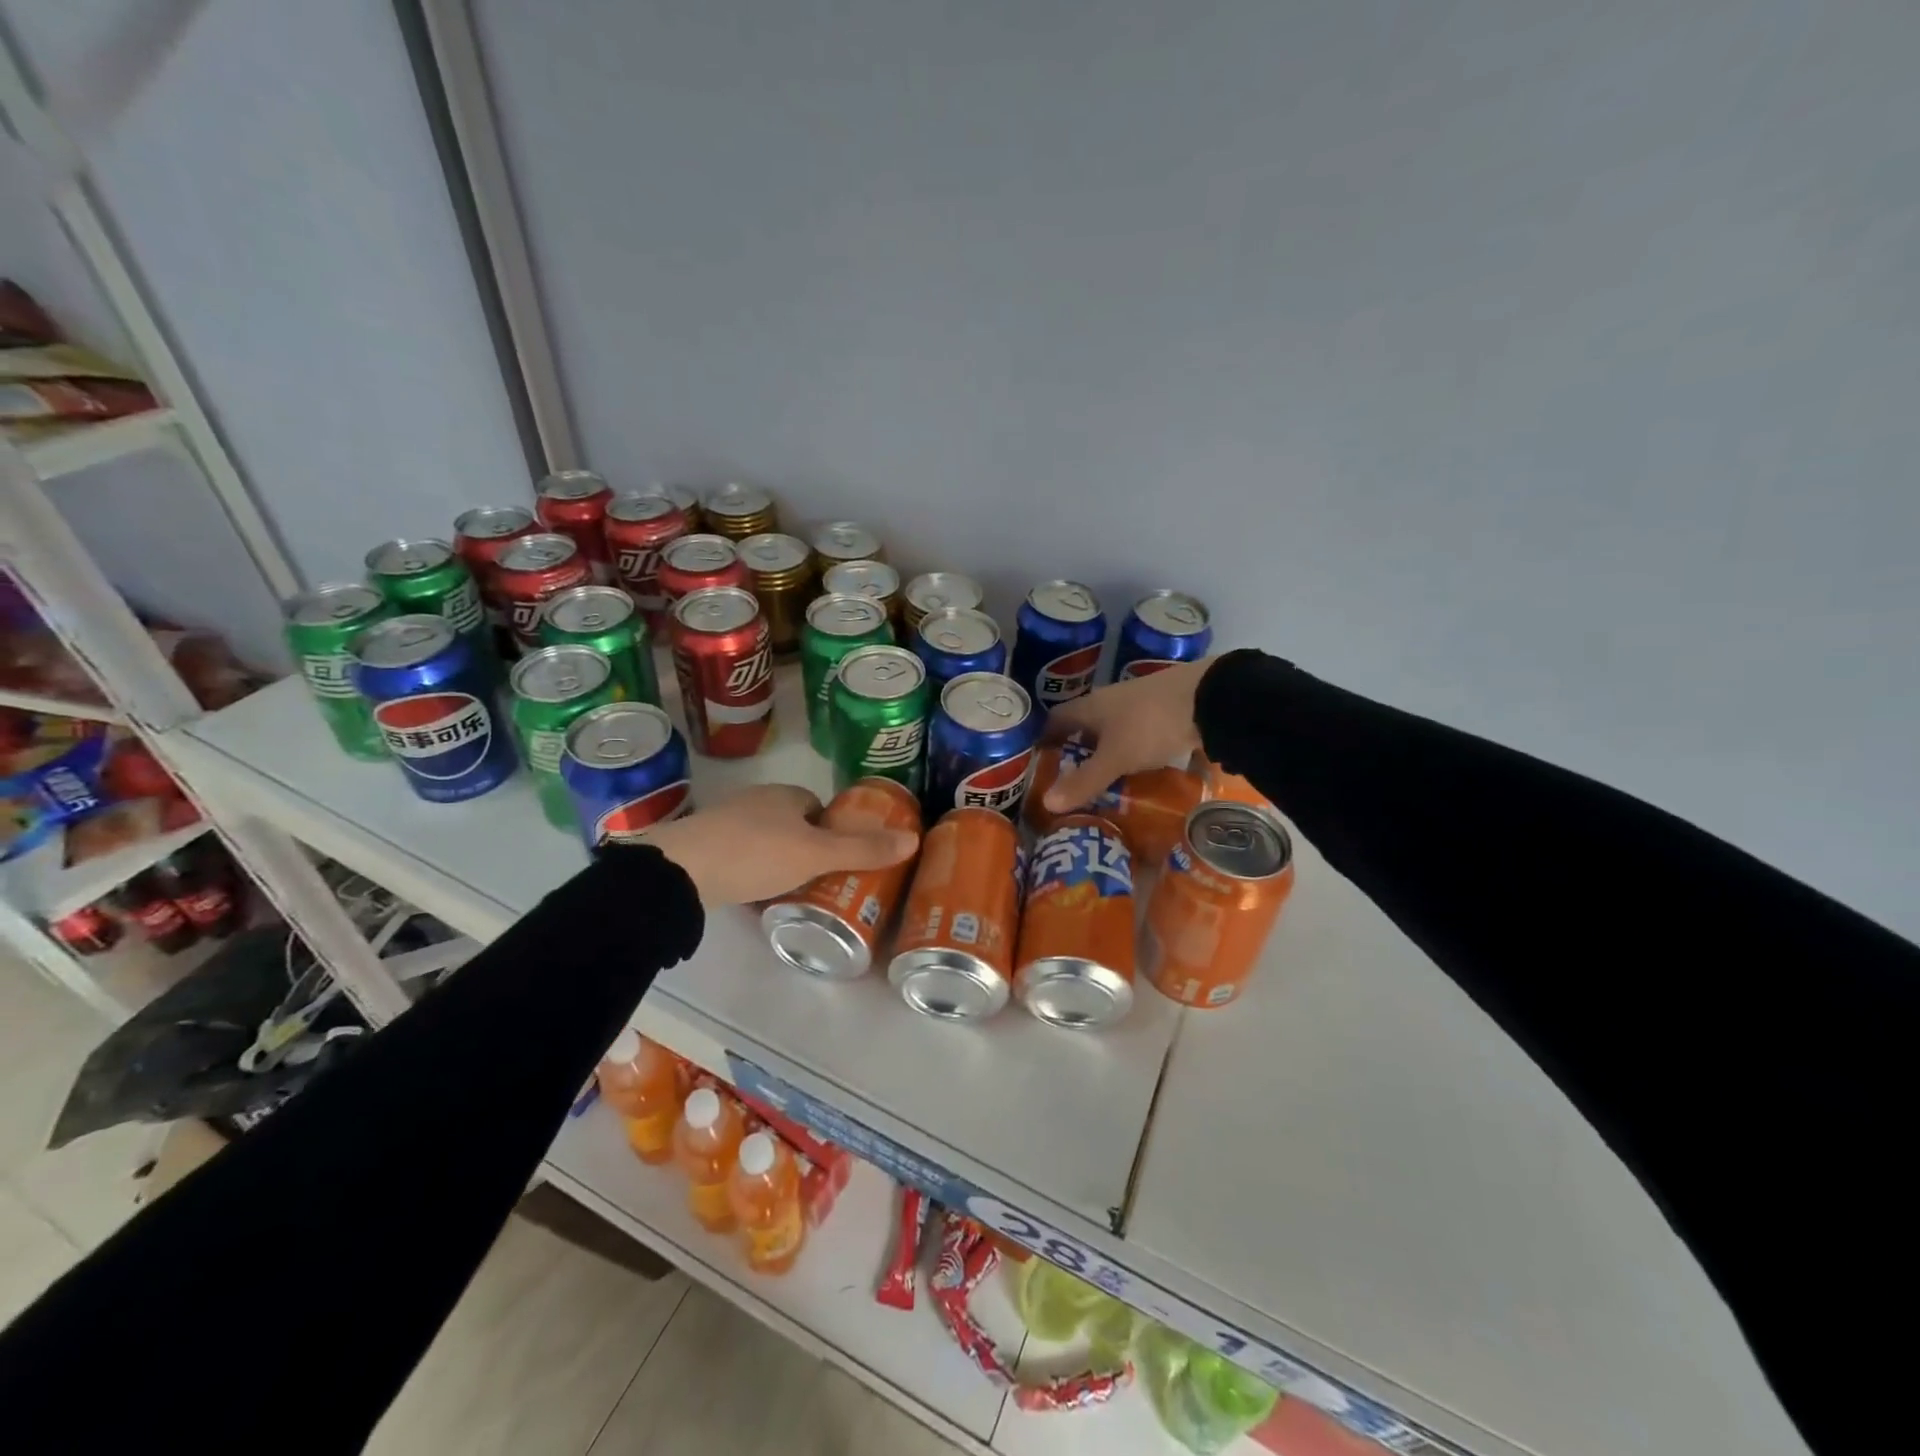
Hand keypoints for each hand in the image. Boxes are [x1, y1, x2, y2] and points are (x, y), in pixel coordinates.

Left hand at [643, 783, 918, 905]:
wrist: (680, 871)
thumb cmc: (756, 853)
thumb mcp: (816, 855)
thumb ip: (862, 850)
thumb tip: (914, 839)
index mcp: (785, 795)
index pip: (819, 806)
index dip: (834, 830)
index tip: (843, 860)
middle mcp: (756, 801)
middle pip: (793, 824)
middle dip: (808, 848)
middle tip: (823, 882)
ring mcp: (725, 823)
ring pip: (765, 841)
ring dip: (779, 861)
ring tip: (793, 893)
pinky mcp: (703, 847)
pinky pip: (739, 858)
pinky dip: (751, 874)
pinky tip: (755, 898)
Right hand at [1041, 658, 1212, 811]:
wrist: (1210, 698)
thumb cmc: (1151, 724)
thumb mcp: (1115, 758)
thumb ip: (1084, 781)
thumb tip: (1045, 804)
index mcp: (1091, 706)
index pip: (1057, 719)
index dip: (1046, 740)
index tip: (1041, 765)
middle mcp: (1111, 701)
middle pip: (1085, 726)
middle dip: (1077, 752)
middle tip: (1070, 783)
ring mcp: (1140, 706)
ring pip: (1113, 732)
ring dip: (1106, 754)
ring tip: (1103, 784)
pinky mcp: (1165, 713)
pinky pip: (1138, 736)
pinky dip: (1132, 754)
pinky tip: (1138, 772)